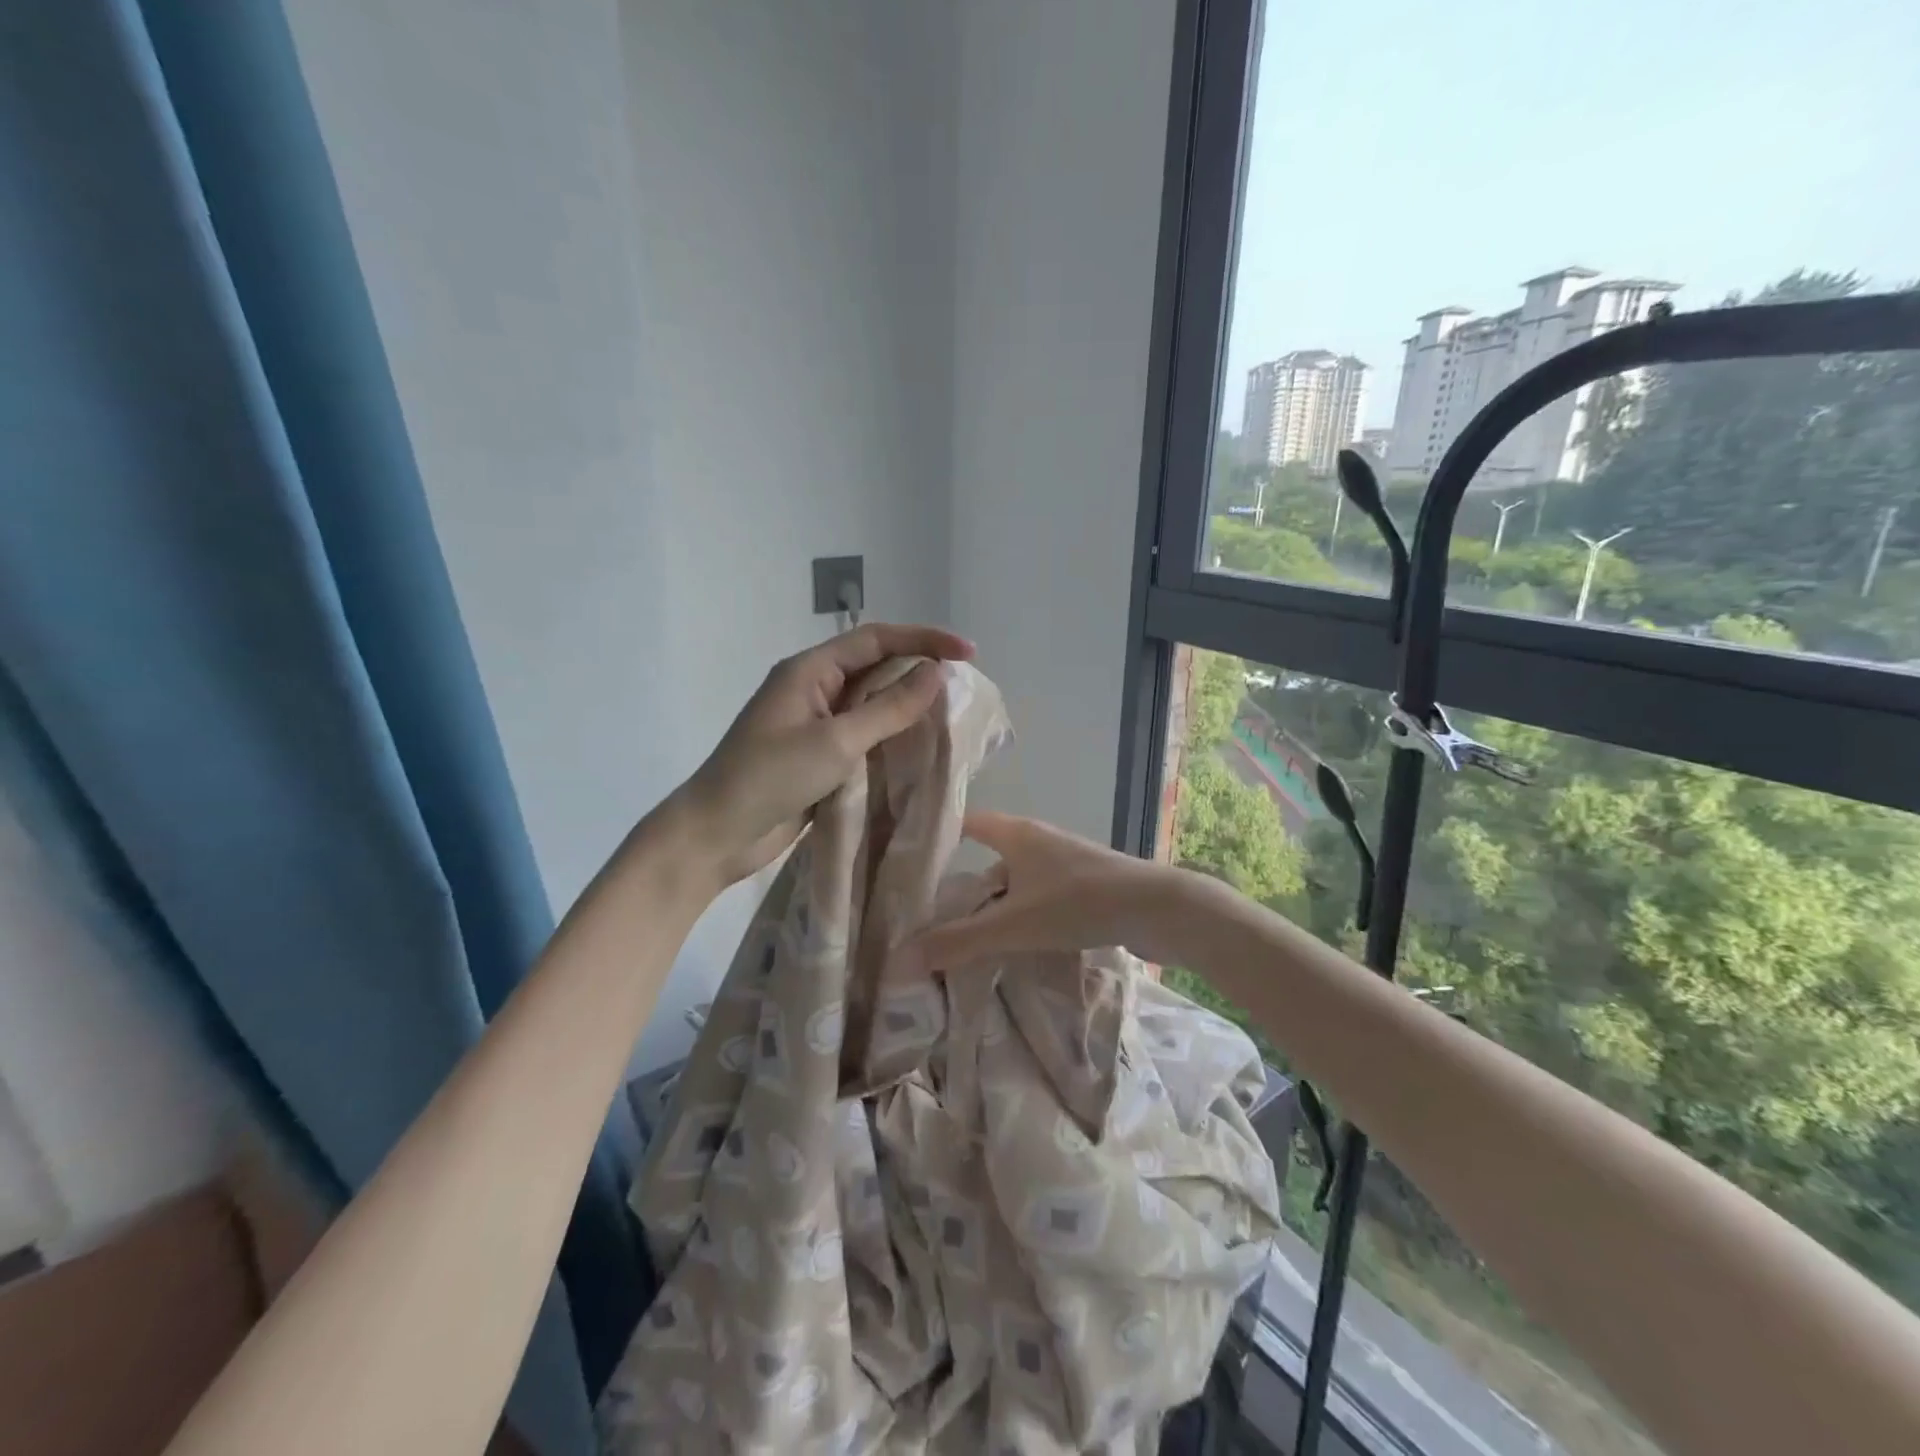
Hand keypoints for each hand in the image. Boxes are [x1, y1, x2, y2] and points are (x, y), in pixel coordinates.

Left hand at [665, 623, 974, 889]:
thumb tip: (936, 673)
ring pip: (872, 705)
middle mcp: (814, 690)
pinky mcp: (819, 758)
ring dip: (907, 709)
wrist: (716, 835)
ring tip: (951, 718)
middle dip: (919, 673)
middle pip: (875, 668)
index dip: (923, 639)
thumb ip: (888, 708)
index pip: (876, 639)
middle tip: (964, 689)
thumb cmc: (771, 778)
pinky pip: (864, 737)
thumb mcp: (836, 741)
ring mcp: (815, 725)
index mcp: (810, 670)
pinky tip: (920, 751)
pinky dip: (892, 740)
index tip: (968, 653)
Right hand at [900, 811, 1181, 971]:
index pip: (968, 823)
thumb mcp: (1013, 925)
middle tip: (933, 917)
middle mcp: (1039, 840)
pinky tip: (1018, 944)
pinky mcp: (1086, 885)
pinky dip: (1023, 915)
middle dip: (964, 885)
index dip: (940, 837)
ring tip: (970, 939)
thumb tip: (901, 958)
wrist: (1158, 909)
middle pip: (990, 857)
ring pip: (1017, 881)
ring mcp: (1065, 863)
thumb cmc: (1079, 903)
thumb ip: (960, 941)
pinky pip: (1041, 896)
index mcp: (1017, 834)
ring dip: (996, 906)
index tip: (911, 861)